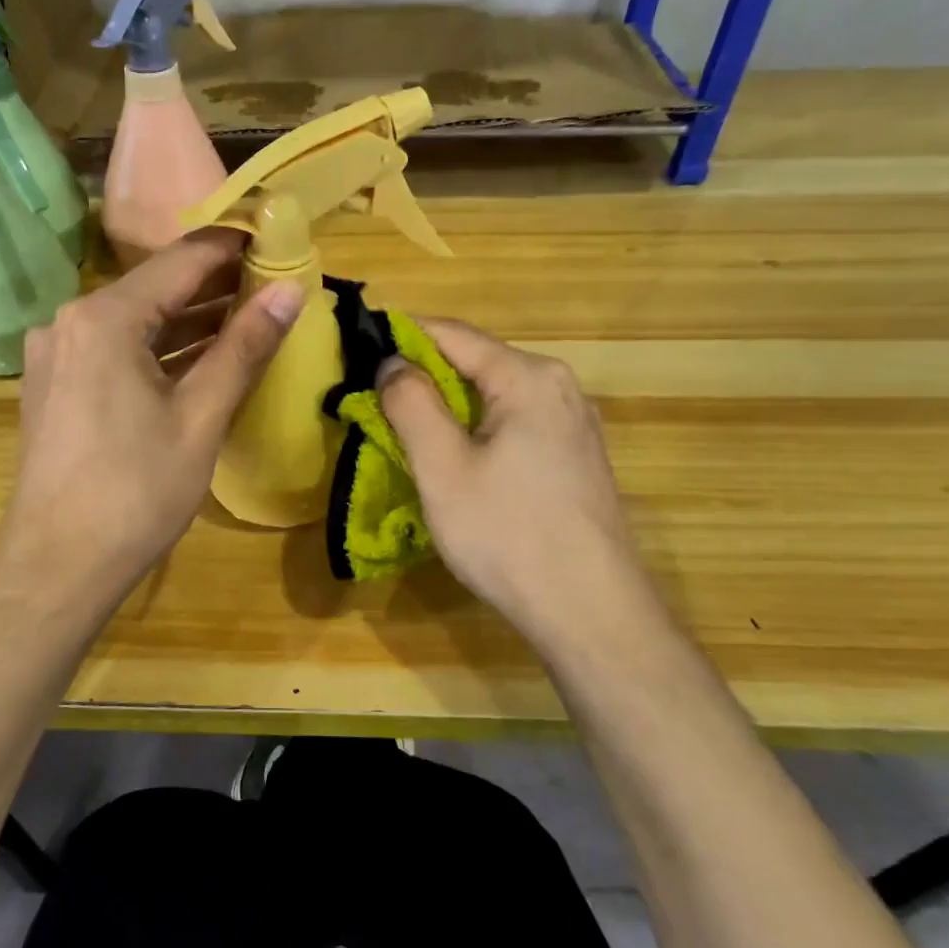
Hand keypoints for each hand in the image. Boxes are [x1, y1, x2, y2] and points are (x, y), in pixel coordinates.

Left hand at [0, 229, 303, 605]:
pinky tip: (197, 359)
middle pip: (154, 288)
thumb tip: (292, 291)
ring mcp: (56, 355)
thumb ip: (244, 348)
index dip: (233, 248)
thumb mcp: (200, 418)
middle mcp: (70, 322)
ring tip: (247, 319)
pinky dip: (157, 350)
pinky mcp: (54, 386)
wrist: (57, 568)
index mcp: (104, 318)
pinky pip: (114, 350)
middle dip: (214, 287)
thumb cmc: (135, 493)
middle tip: (273, 286)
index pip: (181, 260)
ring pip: (134, 321)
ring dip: (187, 321)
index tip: (277, 241)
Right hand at [379, 320, 661, 647]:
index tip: (357, 348)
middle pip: (476, 362)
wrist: (591, 613)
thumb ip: (411, 404)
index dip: (400, 335)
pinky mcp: (575, 458)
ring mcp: (574, 424)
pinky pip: (514, 424)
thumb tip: (392, 362)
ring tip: (405, 430)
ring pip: (494, 396)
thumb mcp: (443, 468)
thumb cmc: (508, 536)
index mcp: (528, 378)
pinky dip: (476, 430)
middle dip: (422, 375)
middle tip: (374, 399)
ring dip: (448, 406)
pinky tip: (456, 462)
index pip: (452, 334)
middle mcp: (559, 388)